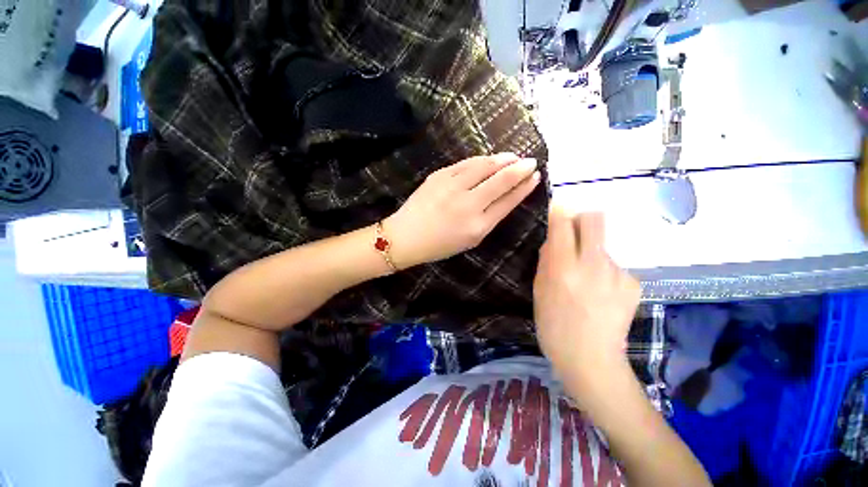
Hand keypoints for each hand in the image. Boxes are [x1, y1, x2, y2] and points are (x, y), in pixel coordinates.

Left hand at [384, 153, 540, 268]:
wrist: (406, 236)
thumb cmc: (440, 244)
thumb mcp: (470, 240)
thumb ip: (489, 218)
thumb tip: (505, 195)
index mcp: (478, 226)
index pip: (508, 201)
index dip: (524, 187)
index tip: (535, 176)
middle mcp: (468, 204)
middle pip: (501, 180)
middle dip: (520, 168)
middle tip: (531, 161)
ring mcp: (452, 187)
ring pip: (485, 166)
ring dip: (503, 159)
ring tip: (514, 156)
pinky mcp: (439, 176)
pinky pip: (467, 163)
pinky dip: (482, 160)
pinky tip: (489, 159)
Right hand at [533, 205, 640, 391]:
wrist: (591, 359)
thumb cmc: (554, 326)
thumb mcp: (539, 291)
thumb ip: (546, 260)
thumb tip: (554, 239)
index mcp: (563, 268)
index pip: (563, 225)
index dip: (560, 211)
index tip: (559, 206)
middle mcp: (592, 265)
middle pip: (595, 221)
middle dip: (584, 219)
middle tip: (575, 233)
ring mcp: (617, 274)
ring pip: (603, 247)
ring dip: (591, 255)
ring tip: (587, 281)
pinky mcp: (633, 284)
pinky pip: (614, 267)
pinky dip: (604, 273)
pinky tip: (601, 294)